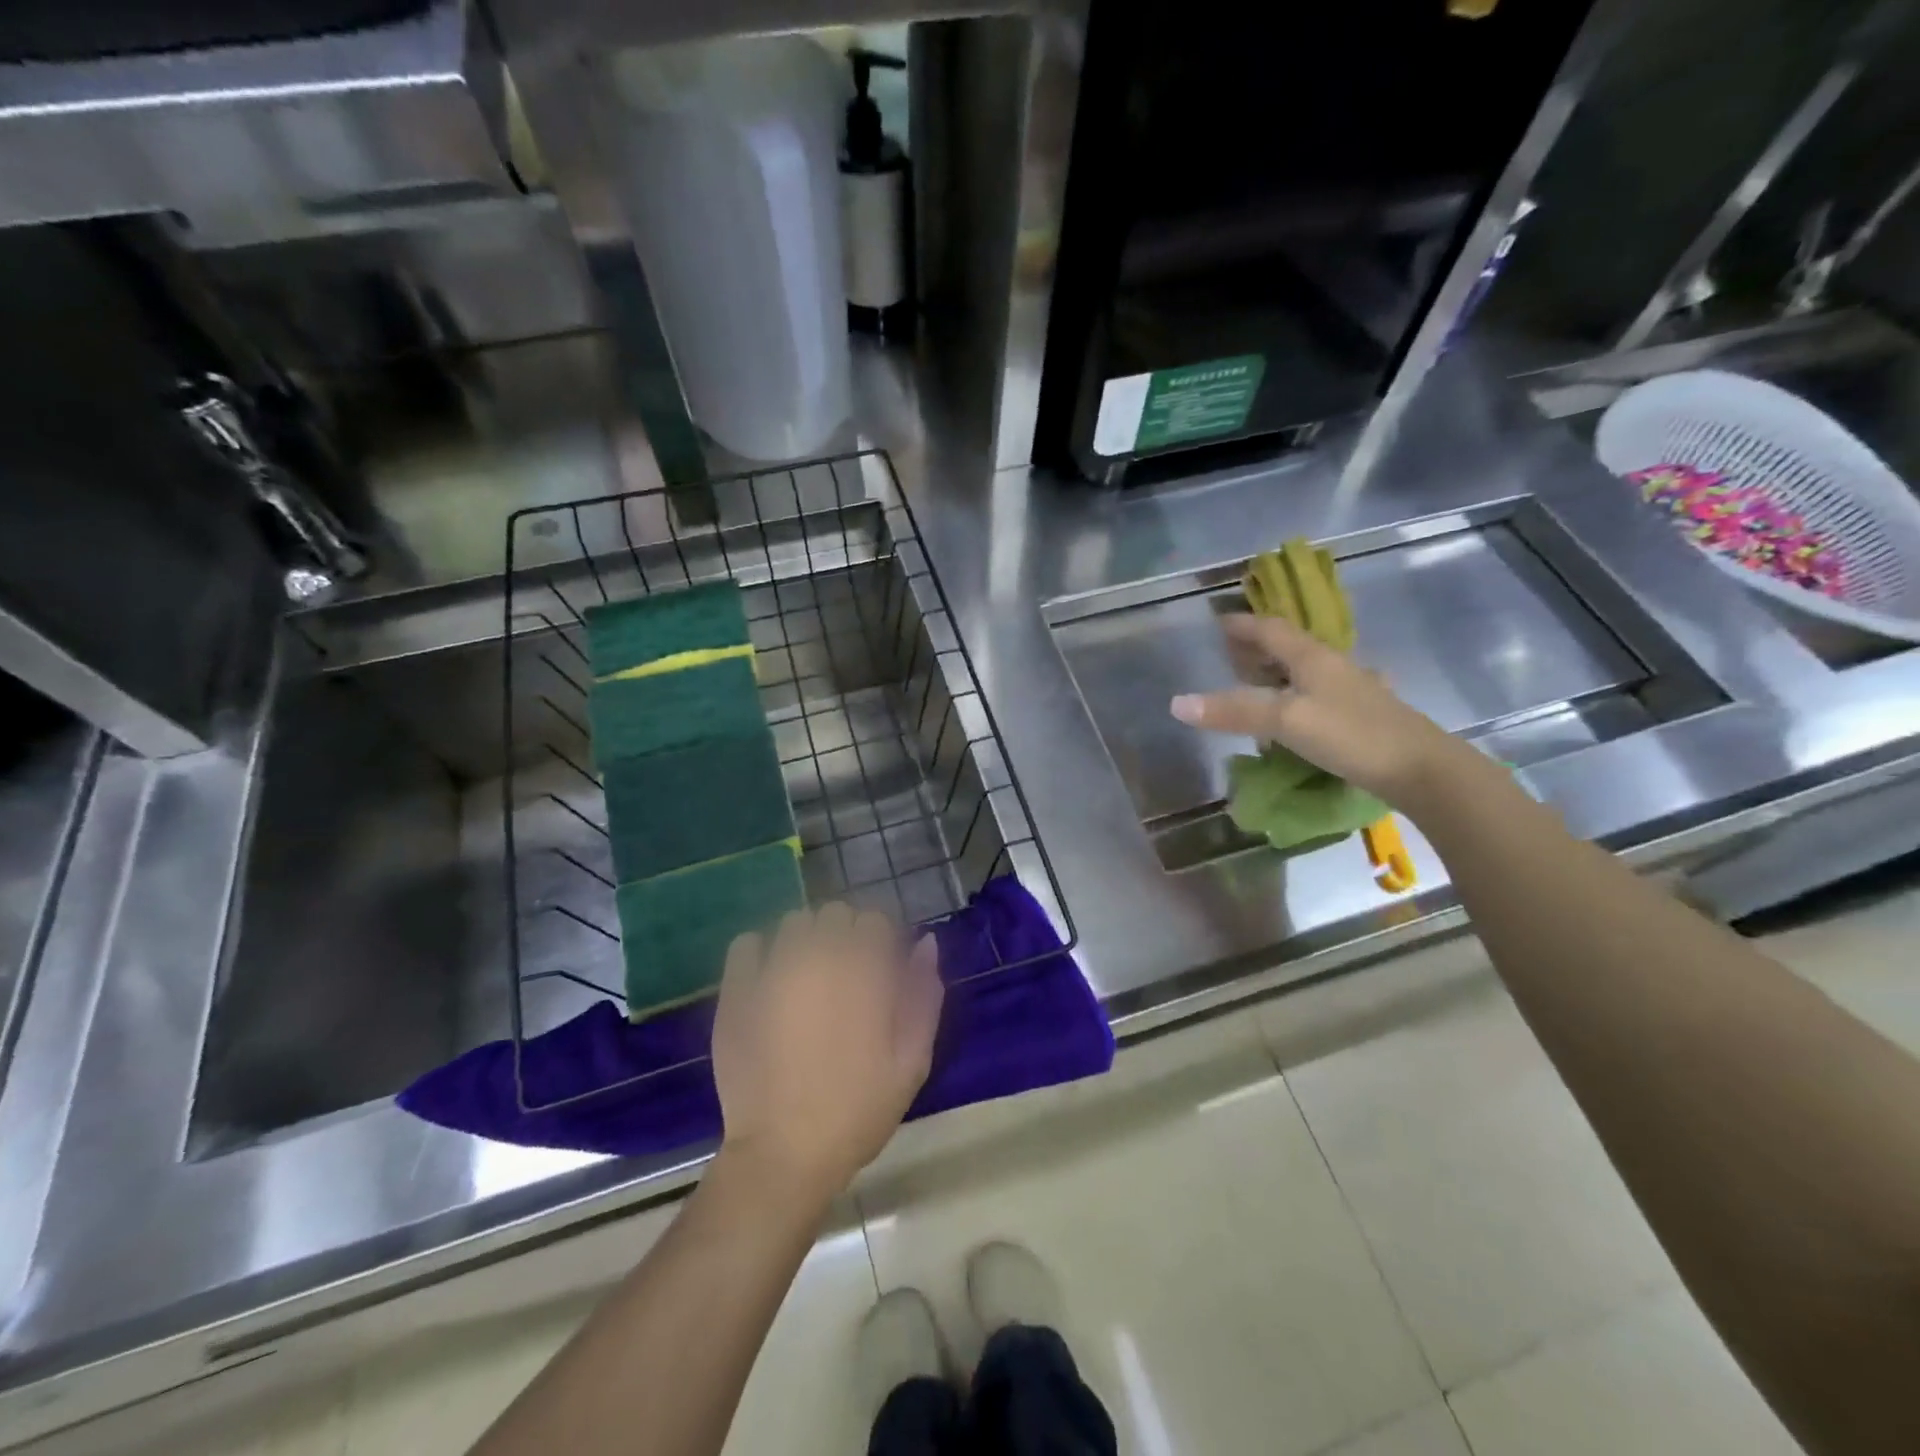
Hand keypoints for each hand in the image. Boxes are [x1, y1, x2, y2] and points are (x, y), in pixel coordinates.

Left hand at [712, 904, 942, 1207]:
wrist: (783, 1154)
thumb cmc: (857, 1109)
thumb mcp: (912, 1060)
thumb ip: (924, 995)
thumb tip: (925, 943)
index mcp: (865, 970)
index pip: (876, 920)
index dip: (881, 942)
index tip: (880, 972)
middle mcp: (819, 955)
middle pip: (836, 913)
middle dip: (845, 936)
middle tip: (845, 979)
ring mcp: (773, 968)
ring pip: (795, 922)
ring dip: (806, 940)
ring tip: (807, 980)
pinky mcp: (737, 988)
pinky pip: (747, 942)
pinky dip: (761, 952)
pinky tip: (770, 980)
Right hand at [1170, 612, 1462, 805]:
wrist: (1421, 769)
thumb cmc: (1351, 735)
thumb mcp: (1285, 720)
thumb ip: (1233, 711)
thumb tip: (1177, 702)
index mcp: (1313, 657)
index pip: (1271, 629)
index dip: (1243, 624)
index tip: (1218, 621)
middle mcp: (1332, 666)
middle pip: (1288, 646)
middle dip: (1256, 646)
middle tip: (1227, 653)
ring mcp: (1349, 691)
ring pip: (1303, 671)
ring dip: (1274, 672)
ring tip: (1251, 683)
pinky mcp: (1359, 716)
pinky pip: (1314, 694)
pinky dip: (1291, 696)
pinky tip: (1287, 716)